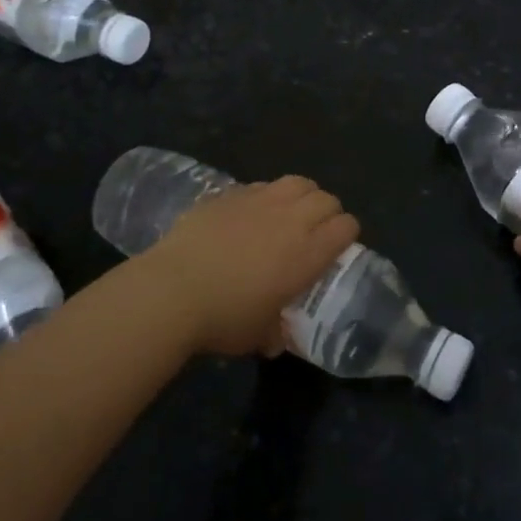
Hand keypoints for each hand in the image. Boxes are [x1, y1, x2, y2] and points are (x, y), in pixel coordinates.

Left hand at [139, 176, 359, 355]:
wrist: (173, 291)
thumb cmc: (224, 319)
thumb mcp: (259, 336)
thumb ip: (275, 331)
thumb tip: (276, 338)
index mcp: (308, 253)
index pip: (346, 226)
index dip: (346, 234)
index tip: (336, 249)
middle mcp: (291, 220)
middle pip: (326, 199)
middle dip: (327, 212)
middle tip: (314, 232)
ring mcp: (259, 201)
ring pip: (297, 182)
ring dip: (301, 196)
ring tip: (288, 214)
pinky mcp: (230, 194)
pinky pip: (260, 186)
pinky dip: (265, 196)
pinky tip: (250, 214)